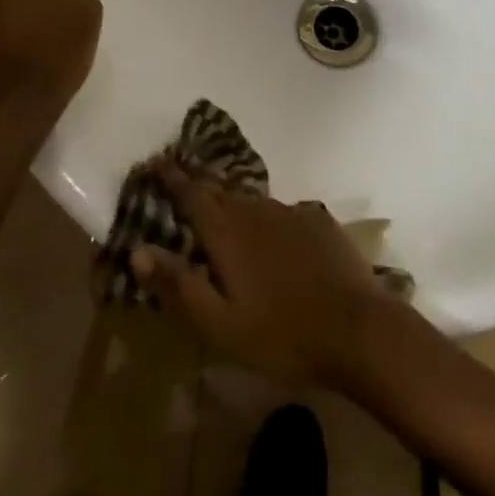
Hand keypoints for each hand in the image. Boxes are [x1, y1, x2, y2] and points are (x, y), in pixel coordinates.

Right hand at [134, 162, 396, 388]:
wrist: (357, 328)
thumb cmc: (281, 335)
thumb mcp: (219, 324)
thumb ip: (178, 284)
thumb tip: (137, 249)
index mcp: (228, 232)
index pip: (191, 194)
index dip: (171, 177)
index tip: (154, 161)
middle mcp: (257, 210)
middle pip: (220, 189)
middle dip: (197, 180)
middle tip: (179, 172)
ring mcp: (291, 212)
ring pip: (251, 199)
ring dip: (230, 197)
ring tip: (218, 202)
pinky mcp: (318, 221)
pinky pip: (281, 211)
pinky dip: (264, 214)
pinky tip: (268, 230)